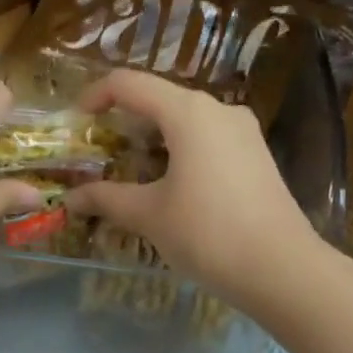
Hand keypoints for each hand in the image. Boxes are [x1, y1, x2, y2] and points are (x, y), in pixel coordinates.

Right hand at [65, 70, 322, 313]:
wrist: (281, 268)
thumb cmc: (207, 233)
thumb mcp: (149, 216)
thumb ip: (107, 199)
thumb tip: (71, 198)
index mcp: (188, 113)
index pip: (129, 84)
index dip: (95, 96)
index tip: (76, 123)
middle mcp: (218, 110)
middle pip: (158, 100)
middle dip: (122, 122)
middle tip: (98, 154)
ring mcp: (242, 132)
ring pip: (184, 122)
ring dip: (150, 140)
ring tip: (128, 173)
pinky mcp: (255, 155)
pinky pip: (206, 140)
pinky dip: (177, 152)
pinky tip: (168, 186)